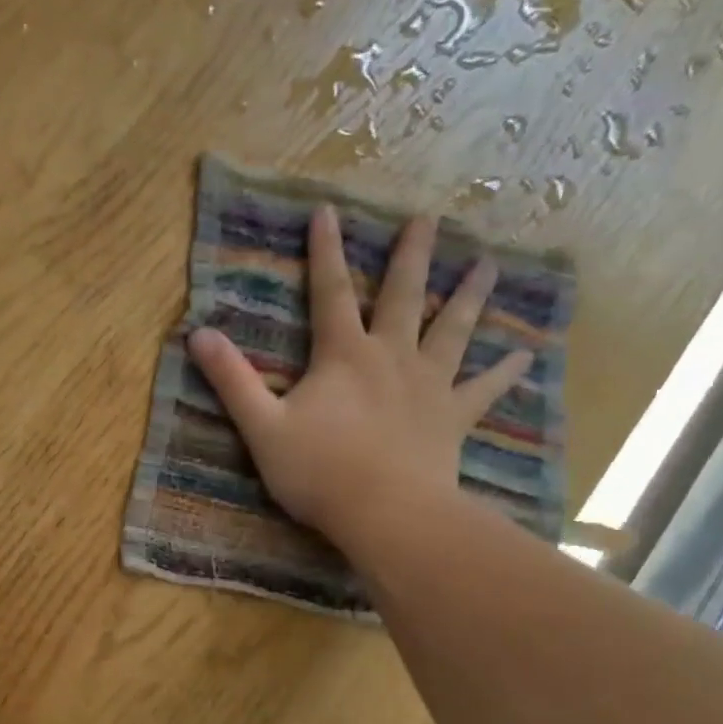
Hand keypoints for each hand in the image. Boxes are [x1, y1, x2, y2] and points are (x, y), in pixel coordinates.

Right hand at [188, 205, 532, 545]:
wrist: (385, 513)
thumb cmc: (319, 471)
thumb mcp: (262, 426)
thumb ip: (232, 380)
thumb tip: (198, 334)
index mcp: (344, 355)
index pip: (330, 293)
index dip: (326, 251)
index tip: (327, 210)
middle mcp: (391, 357)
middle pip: (404, 297)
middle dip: (412, 256)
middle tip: (430, 218)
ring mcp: (428, 386)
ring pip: (453, 331)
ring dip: (468, 297)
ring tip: (489, 266)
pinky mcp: (452, 418)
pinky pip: (483, 390)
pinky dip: (503, 373)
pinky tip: (524, 357)